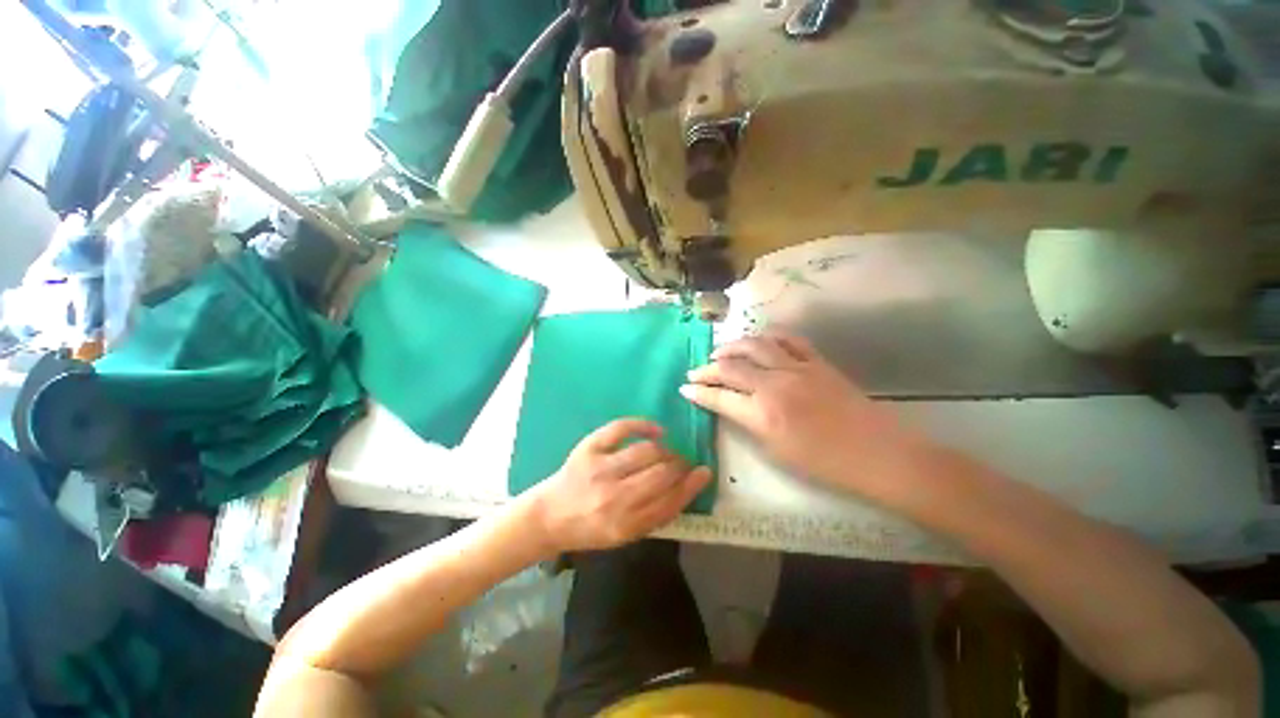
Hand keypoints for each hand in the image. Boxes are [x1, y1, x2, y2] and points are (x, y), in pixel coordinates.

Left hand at [528, 419, 711, 552]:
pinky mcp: (589, 448)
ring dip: (665, 450)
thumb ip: (653, 516)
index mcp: (625, 525)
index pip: (669, 503)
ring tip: (668, 452)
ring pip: (647, 452)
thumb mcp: (623, 536)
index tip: (704, 473)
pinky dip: (643, 425)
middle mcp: (614, 497)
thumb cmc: (589, 529)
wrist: (548, 516)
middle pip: (661, 475)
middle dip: (680, 466)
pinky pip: (622, 428)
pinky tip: (656, 430)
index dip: (691, 486)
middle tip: (684, 463)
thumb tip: (683, 489)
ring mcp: (600, 469)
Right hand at [682, 331, 925, 497]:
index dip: (698, 391)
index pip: (719, 396)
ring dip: (731, 346)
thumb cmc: (825, 464)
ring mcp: (797, 368)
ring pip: (754, 345)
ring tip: (719, 352)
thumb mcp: (776, 451)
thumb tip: (728, 406)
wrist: (877, 454)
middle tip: (695, 372)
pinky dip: (768, 336)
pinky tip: (759, 341)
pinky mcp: (817, 361)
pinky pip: (788, 339)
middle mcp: (774, 384)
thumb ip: (748, 423)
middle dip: (706, 368)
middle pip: (730, 366)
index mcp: (763, 414)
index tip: (684, 388)